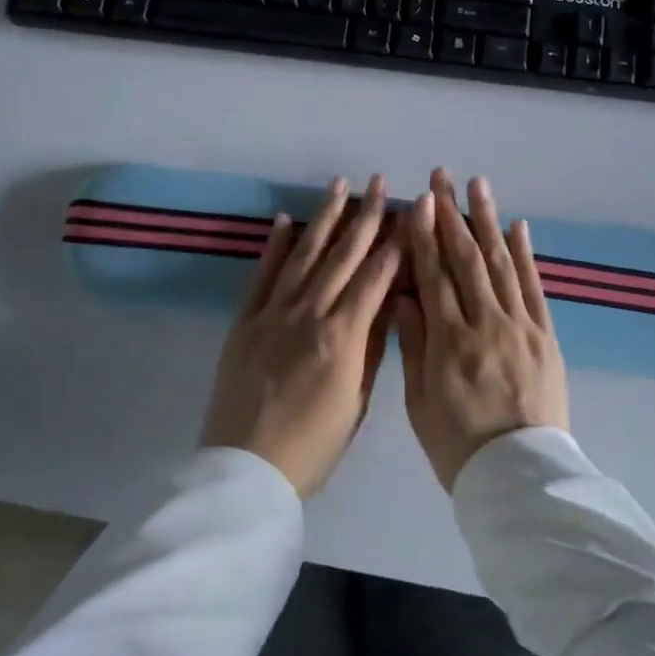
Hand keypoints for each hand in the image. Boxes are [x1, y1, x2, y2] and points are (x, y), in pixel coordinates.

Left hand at [202, 175, 402, 496]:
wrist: (246, 472)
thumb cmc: (312, 448)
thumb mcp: (357, 403)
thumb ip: (373, 349)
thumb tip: (390, 303)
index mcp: (342, 338)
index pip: (375, 278)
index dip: (395, 244)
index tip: (410, 213)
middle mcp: (308, 315)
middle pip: (342, 256)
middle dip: (366, 216)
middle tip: (381, 183)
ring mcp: (272, 314)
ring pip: (304, 255)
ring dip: (324, 218)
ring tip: (339, 185)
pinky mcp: (244, 321)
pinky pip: (262, 275)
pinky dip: (275, 246)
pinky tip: (287, 220)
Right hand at [398, 169, 569, 491]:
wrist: (522, 478)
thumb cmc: (459, 446)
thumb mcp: (421, 403)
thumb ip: (414, 344)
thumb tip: (404, 294)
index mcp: (449, 340)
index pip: (433, 273)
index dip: (425, 233)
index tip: (420, 200)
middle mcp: (485, 322)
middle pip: (466, 257)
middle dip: (452, 213)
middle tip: (442, 176)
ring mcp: (521, 326)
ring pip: (500, 262)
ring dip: (488, 220)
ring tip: (478, 185)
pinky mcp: (546, 336)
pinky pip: (534, 287)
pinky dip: (525, 254)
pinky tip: (517, 226)